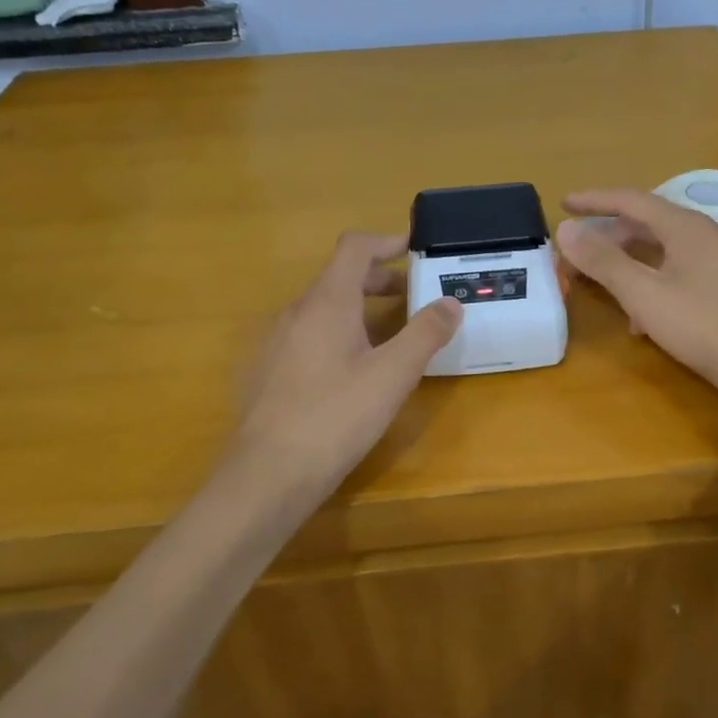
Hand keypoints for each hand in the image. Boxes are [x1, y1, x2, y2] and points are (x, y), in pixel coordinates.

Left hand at [233, 233, 461, 493]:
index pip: (354, 248)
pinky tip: (351, 371)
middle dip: (379, 280)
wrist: (267, 475)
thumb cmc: (336, 416)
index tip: (414, 249)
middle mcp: (296, 312)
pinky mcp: (268, 371)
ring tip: (388, 335)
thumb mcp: (393, 374)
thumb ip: (425, 333)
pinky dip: (337, 333)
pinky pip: (308, 334)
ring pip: (323, 308)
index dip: (386, 242)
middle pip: (339, 277)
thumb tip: (451, 302)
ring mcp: (276, 342)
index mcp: (326, 302)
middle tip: (413, 297)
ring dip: (359, 308)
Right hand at [555, 189, 717, 414]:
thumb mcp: (643, 294)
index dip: (594, 200)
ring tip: (603, 286)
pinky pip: (677, 271)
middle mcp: (704, 234)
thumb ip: (603, 260)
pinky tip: (641, 320)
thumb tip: (565, 229)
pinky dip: (651, 283)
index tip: (563, 203)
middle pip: (646, 224)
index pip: (631, 200)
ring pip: (661, 250)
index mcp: (685, 226)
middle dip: (608, 236)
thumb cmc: (704, 325)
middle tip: (577, 252)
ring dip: (628, 264)